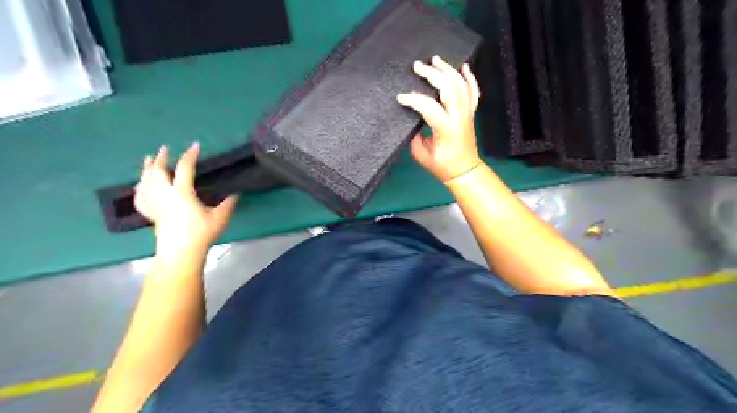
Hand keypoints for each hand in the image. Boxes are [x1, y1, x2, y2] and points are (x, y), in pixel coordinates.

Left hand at [133, 144, 235, 255]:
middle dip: (160, 158)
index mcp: (182, 192)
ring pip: (145, 181)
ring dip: (146, 169)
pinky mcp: (150, 214)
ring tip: (148, 160)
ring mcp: (155, 204)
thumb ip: (228, 203)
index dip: (190, 155)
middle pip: (157, 171)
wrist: (180, 253)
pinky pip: (139, 197)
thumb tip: (236, 193)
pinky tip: (139, 185)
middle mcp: (164, 194)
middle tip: (164, 149)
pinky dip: (138, 188)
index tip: (195, 145)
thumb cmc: (201, 234)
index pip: (185, 168)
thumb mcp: (220, 217)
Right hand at [398, 55, 483, 184]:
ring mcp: (468, 113)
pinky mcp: (471, 113)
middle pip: (449, 88)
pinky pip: (473, 91)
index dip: (413, 99)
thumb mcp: (421, 154)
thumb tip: (409, 117)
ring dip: (448, 70)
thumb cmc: (441, 166)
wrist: (464, 171)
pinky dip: (469, 77)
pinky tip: (463, 66)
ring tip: (435, 60)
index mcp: (446, 129)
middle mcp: (459, 117)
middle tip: (417, 66)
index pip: (429, 107)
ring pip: (461, 85)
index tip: (400, 97)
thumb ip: (414, 134)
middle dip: (432, 74)